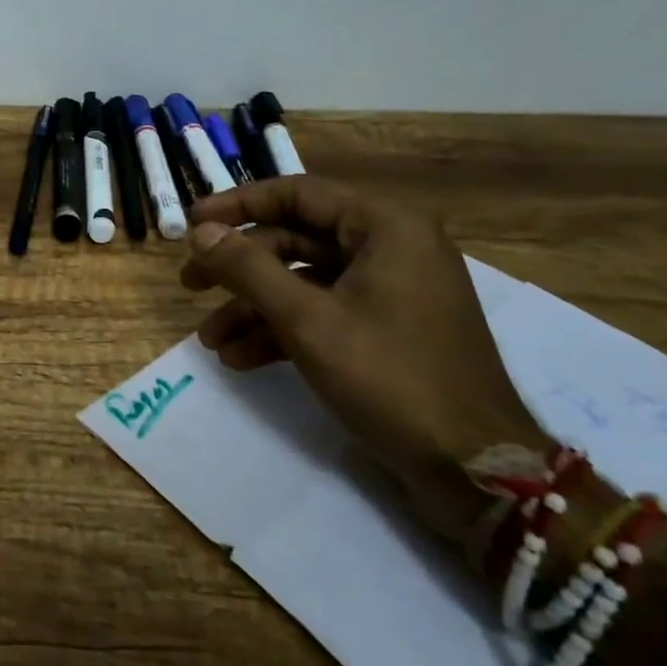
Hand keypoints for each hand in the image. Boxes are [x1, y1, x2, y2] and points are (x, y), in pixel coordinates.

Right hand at [180, 176, 549, 544]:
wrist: (477, 472)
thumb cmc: (391, 378)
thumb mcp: (307, 320)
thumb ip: (247, 269)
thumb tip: (199, 231)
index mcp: (385, 226)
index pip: (296, 193)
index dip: (236, 205)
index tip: (190, 223)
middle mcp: (389, 246)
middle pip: (294, 239)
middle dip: (239, 267)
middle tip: (190, 284)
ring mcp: (390, 290)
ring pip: (303, 280)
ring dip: (253, 307)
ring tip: (210, 339)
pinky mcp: (386, 328)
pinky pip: (322, 312)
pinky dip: (282, 330)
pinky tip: (240, 359)